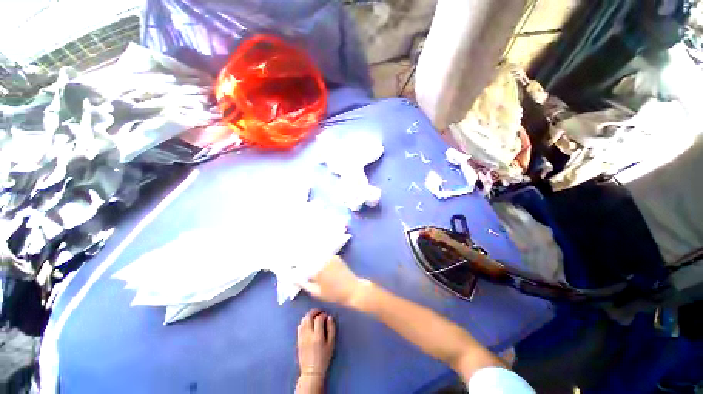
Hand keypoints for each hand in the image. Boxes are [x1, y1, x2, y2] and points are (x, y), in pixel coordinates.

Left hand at [297, 309, 335, 377]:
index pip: (319, 318)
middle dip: (315, 311)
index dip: (323, 314)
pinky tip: (308, 324)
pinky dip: (304, 321)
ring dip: (309, 316)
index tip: (327, 316)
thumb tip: (329, 317)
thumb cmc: (324, 358)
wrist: (311, 371)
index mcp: (317, 336)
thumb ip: (331, 329)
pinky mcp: (298, 340)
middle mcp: (308, 334)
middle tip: (320, 312)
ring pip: (303, 320)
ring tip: (315, 317)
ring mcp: (301, 337)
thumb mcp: (331, 344)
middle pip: (309, 317)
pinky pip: (299, 326)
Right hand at [298, 256, 365, 307]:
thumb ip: (304, 285)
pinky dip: (320, 258)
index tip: (290, 267)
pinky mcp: (335, 257)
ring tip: (306, 262)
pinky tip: (318, 261)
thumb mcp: (316, 292)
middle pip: (308, 258)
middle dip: (302, 260)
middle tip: (297, 264)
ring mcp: (330, 257)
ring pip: (316, 256)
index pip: (301, 265)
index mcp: (316, 270)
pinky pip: (324, 256)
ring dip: (310, 258)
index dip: (295, 266)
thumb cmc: (334, 294)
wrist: (352, 289)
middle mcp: (322, 261)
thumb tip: (294, 280)